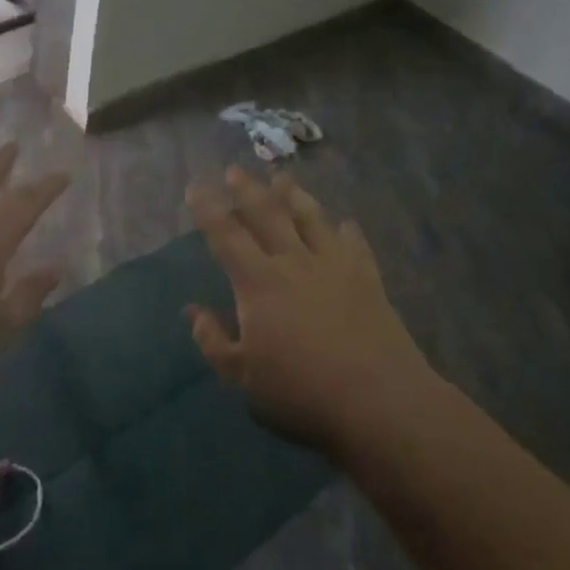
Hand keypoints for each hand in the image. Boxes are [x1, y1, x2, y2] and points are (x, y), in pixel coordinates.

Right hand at [186, 167, 431, 450]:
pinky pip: (353, 243)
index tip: (196, 186)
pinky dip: (346, 229)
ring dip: (293, 195)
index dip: (208, 209)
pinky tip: (345, 222)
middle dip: (248, 190)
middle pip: (267, 215)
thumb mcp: (243, 378)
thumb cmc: (301, 393)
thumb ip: (214, 341)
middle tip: (236, 170)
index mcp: (258, 283)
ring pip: (310, 218)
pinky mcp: (366, 277)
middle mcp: (293, 262)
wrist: (378, 400)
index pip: (226, 235)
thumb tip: (192, 311)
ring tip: (283, 178)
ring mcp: (334, 265)